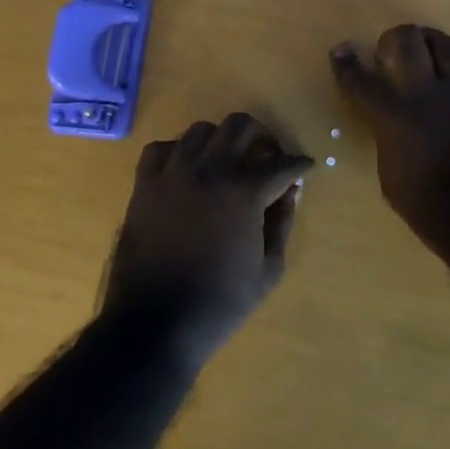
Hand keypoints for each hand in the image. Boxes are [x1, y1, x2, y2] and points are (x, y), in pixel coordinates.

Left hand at [101, 112, 312, 369]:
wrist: (157, 323)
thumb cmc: (220, 302)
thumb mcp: (269, 270)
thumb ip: (283, 223)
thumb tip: (290, 191)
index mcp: (244, 191)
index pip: (282, 164)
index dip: (299, 164)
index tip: (305, 167)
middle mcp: (209, 170)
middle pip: (240, 125)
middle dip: (261, 135)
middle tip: (266, 154)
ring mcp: (173, 174)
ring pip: (200, 130)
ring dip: (220, 140)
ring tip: (225, 160)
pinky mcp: (144, 185)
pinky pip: (160, 149)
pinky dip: (177, 152)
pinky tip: (185, 169)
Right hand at [331, 25, 449, 256]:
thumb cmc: (432, 210)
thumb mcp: (392, 179)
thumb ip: (390, 142)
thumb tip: (394, 130)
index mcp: (394, 116)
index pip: (360, 81)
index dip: (346, 64)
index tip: (341, 50)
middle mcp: (426, 92)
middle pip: (406, 41)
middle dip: (394, 38)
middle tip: (393, 47)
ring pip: (445, 45)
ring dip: (433, 45)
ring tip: (431, 51)